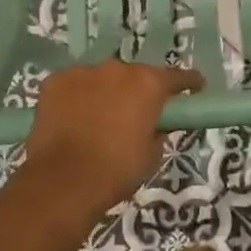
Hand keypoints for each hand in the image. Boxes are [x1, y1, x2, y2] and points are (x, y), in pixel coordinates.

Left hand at [20, 60, 204, 220]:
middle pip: (135, 75)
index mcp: (148, 84)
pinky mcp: (55, 81)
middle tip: (135, 113)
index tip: (195, 88)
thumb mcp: (152, 155)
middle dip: (138, 90)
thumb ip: (159, 131)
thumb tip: (156, 124)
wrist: (63, 182)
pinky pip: (74, 85)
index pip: (177, 76)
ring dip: (105, 92)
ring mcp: (84, 71)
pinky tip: (73, 118)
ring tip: (98, 118)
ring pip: (102, 78)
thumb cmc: (116, 170)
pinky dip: (77, 97)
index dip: (188, 82)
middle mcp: (118, 68)